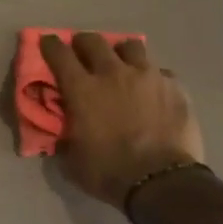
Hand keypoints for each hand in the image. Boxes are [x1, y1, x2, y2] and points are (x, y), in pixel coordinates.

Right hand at [39, 32, 206, 209]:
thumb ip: (65, 137)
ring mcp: (147, 75)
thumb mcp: (72, 160)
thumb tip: (63, 132)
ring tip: (122, 64)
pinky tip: (152, 90)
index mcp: (82, 90)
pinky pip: (159, 70)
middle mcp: (113, 73)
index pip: (59, 55)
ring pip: (130, 46)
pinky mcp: (174, 85)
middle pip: (93, 41)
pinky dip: (151, 76)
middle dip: (83, 43)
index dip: (50, 45)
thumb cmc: (109, 172)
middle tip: (82, 52)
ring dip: (120, 52)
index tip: (47, 42)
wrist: (162, 182)